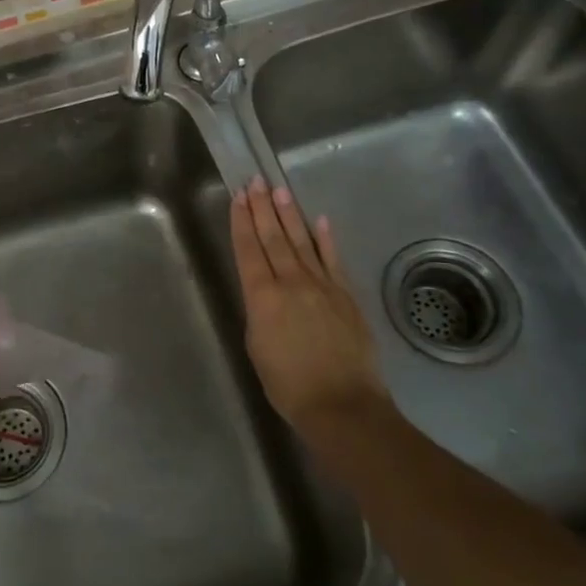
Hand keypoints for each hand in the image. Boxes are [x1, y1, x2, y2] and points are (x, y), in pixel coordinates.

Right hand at [230, 176, 388, 443]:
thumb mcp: (257, 346)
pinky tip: (321, 221)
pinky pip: (334, 260)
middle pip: (274, 237)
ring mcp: (323, 286)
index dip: (242, 221)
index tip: (239, 196)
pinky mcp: (346, 296)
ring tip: (281, 191)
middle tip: (257, 181)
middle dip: (263, 208)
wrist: (342, 405)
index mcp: (262, 296)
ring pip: (302, 242)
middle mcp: (291, 282)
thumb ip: (259, 312)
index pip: (248, 249)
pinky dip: (326, 239)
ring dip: (290, 215)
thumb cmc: (288, 384)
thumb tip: (265, 293)